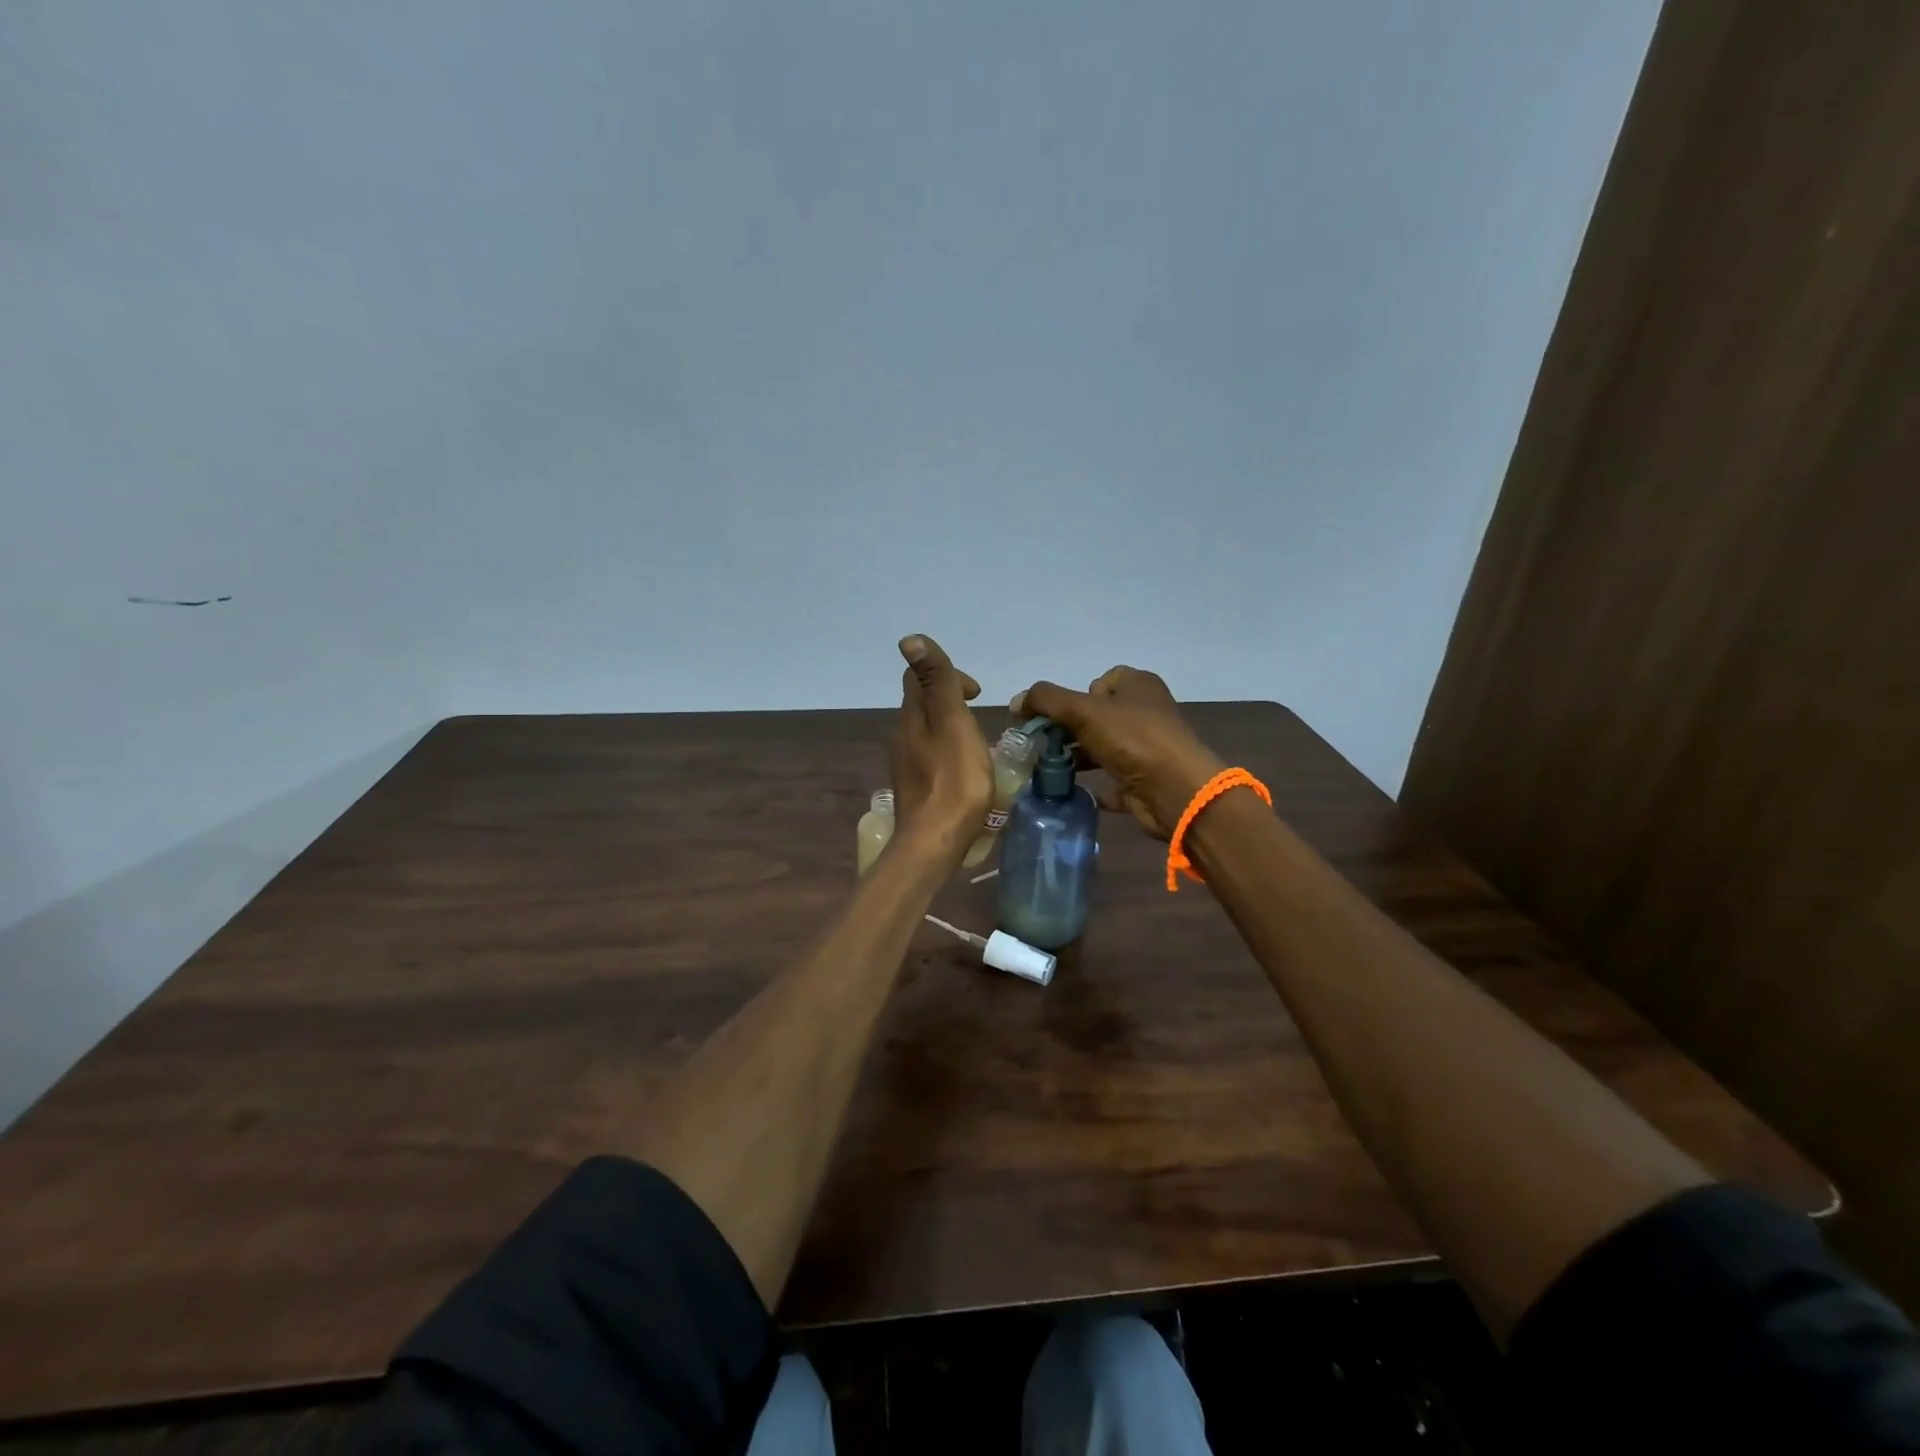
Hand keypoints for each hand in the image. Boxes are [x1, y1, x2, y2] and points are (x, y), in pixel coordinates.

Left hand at [888, 635, 991, 850]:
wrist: (934, 844)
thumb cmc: (953, 782)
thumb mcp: (953, 723)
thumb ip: (938, 681)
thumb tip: (909, 638)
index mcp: (911, 718)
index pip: (919, 678)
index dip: (948, 675)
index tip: (976, 693)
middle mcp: (901, 736)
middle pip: (922, 705)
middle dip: (950, 700)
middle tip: (979, 715)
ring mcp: (905, 764)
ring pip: (925, 732)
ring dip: (950, 727)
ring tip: (977, 743)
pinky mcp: (914, 788)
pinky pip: (929, 757)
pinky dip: (947, 752)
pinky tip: (964, 771)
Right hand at [1014, 667, 1225, 838]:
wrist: (1175, 790)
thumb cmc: (1132, 739)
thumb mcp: (1083, 710)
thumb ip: (1046, 700)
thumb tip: (1016, 702)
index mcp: (1139, 685)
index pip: (1100, 681)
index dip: (1076, 696)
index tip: (1061, 716)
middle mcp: (1146, 712)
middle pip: (1097, 715)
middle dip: (1069, 729)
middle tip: (1044, 745)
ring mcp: (1147, 748)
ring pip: (1103, 747)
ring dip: (1078, 757)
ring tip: (1050, 770)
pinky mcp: (1145, 779)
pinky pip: (1113, 779)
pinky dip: (1096, 785)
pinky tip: (1075, 790)